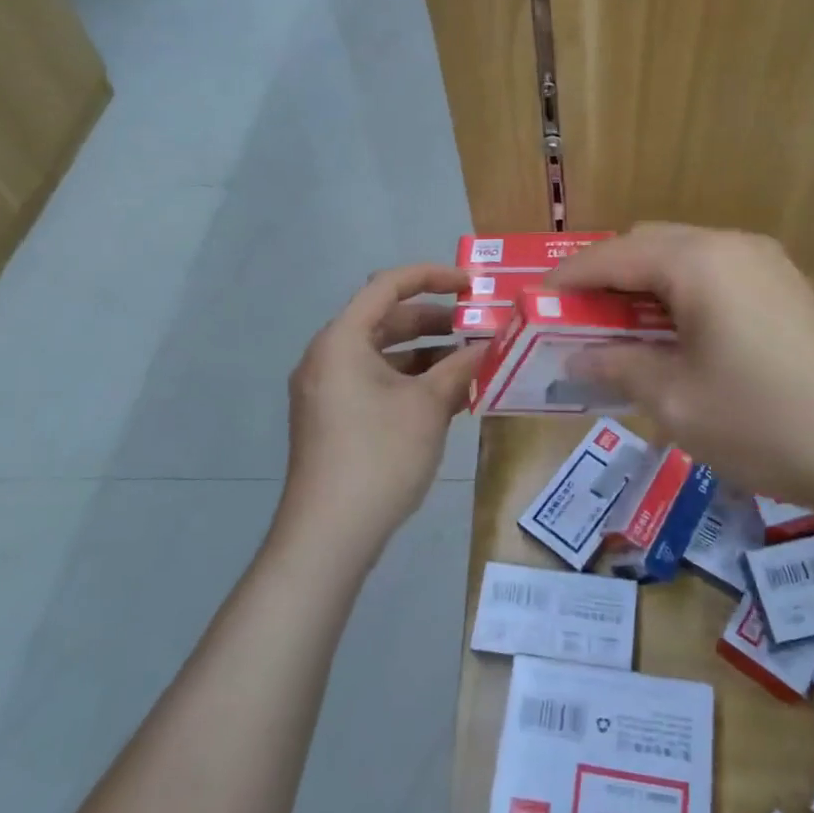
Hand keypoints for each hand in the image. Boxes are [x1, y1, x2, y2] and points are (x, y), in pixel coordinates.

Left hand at [278, 265, 485, 565]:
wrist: (329, 535)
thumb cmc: (380, 456)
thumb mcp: (428, 406)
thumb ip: (460, 367)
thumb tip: (487, 345)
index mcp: (341, 340)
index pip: (388, 286)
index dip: (432, 277)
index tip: (471, 285)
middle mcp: (327, 357)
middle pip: (385, 320)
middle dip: (435, 321)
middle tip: (478, 327)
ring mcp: (326, 390)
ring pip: (382, 355)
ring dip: (426, 354)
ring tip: (471, 363)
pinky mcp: (332, 418)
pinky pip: (374, 382)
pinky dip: (409, 380)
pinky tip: (447, 396)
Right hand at [549, 225, 813, 506]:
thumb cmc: (762, 422)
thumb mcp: (675, 400)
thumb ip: (618, 365)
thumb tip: (578, 356)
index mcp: (698, 262)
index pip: (613, 255)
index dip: (568, 277)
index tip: (533, 301)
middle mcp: (731, 246)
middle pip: (649, 244)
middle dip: (606, 276)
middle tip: (576, 319)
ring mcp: (764, 263)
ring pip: (683, 256)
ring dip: (644, 284)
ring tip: (618, 329)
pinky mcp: (784, 287)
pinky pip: (714, 274)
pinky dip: (680, 293)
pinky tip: (672, 334)